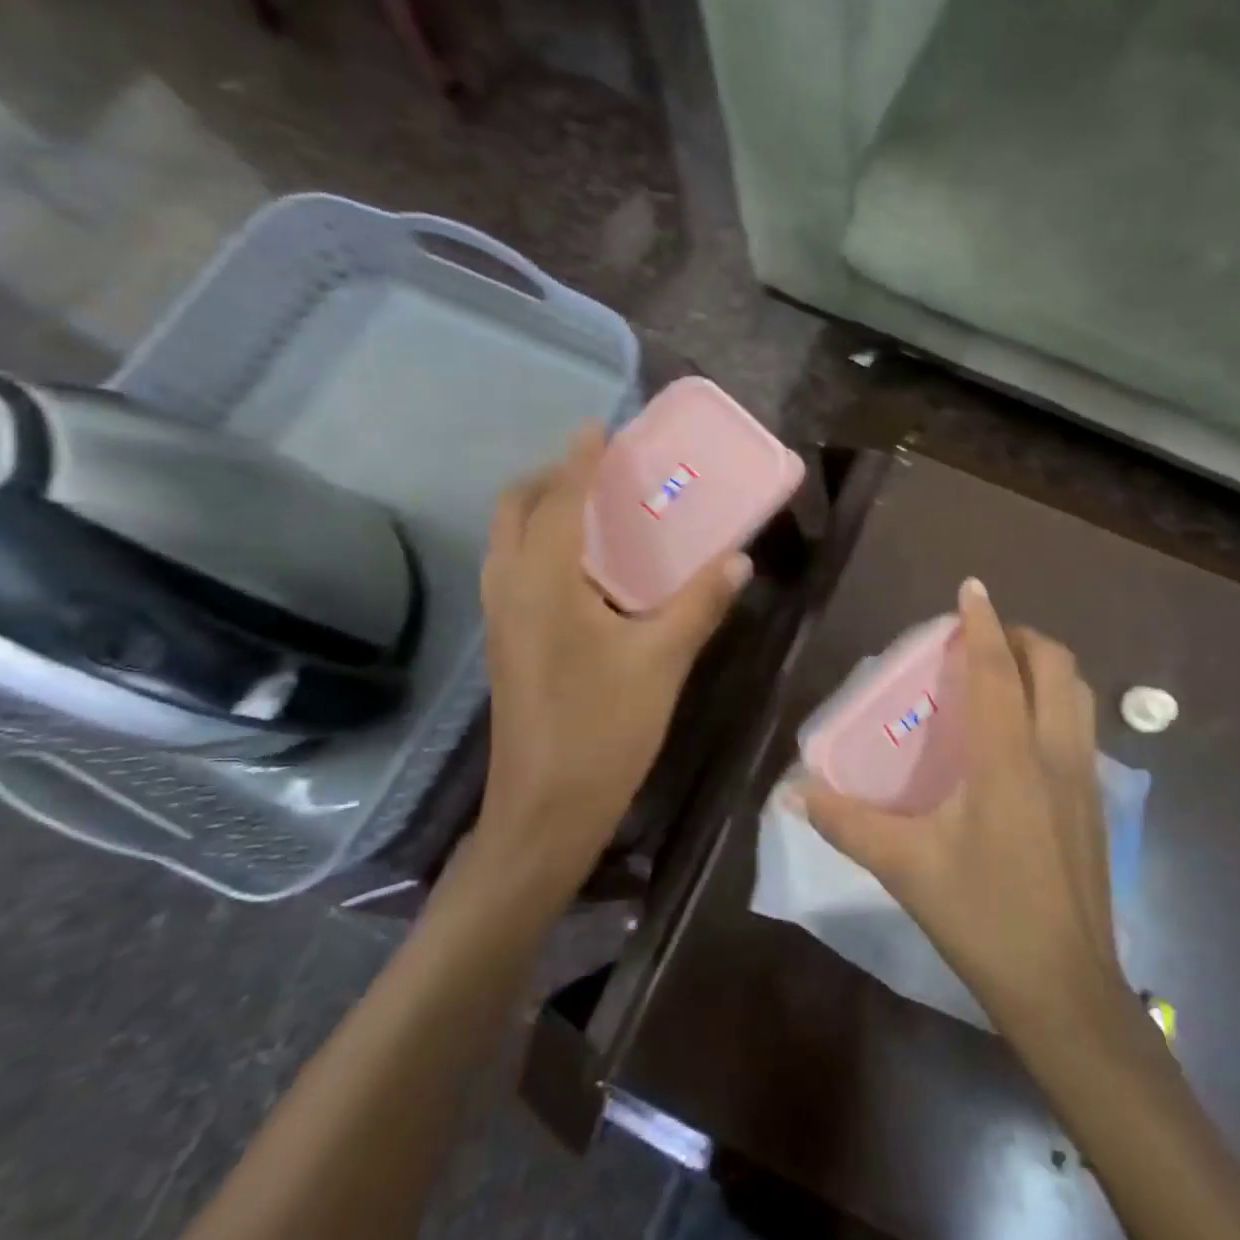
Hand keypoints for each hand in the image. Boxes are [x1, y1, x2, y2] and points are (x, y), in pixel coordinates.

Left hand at [474, 423, 750, 889]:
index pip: (559, 500)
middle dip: (551, 477)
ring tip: (594, 508)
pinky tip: (586, 568)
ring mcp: (501, 618)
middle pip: (516, 509)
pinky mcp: (506, 642)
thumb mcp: (663, 661)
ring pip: (509, 540)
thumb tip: (738, 559)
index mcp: (545, 584)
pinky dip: (541, 544)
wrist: (544, 812)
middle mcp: (511, 589)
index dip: (580, 460)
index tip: (600, 427)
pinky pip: (515, 568)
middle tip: (600, 470)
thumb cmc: (603, 730)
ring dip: (542, 509)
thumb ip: (700, 603)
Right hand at [799, 579, 1131, 1038]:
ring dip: (1046, 666)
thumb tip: (795, 794)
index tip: (971, 587)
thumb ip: (848, 824)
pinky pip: (1082, 725)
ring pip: (1078, 692)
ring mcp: (1086, 777)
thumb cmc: (984, 918)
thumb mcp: (906, 868)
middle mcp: (1055, 753)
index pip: (998, 669)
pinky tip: (1025, 734)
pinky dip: (1058, 702)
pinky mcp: (1098, 803)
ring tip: (1007, 673)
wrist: (1066, 990)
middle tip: (983, 639)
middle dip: (1021, 636)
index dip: (983, 622)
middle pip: (1055, 665)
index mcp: (1008, 758)